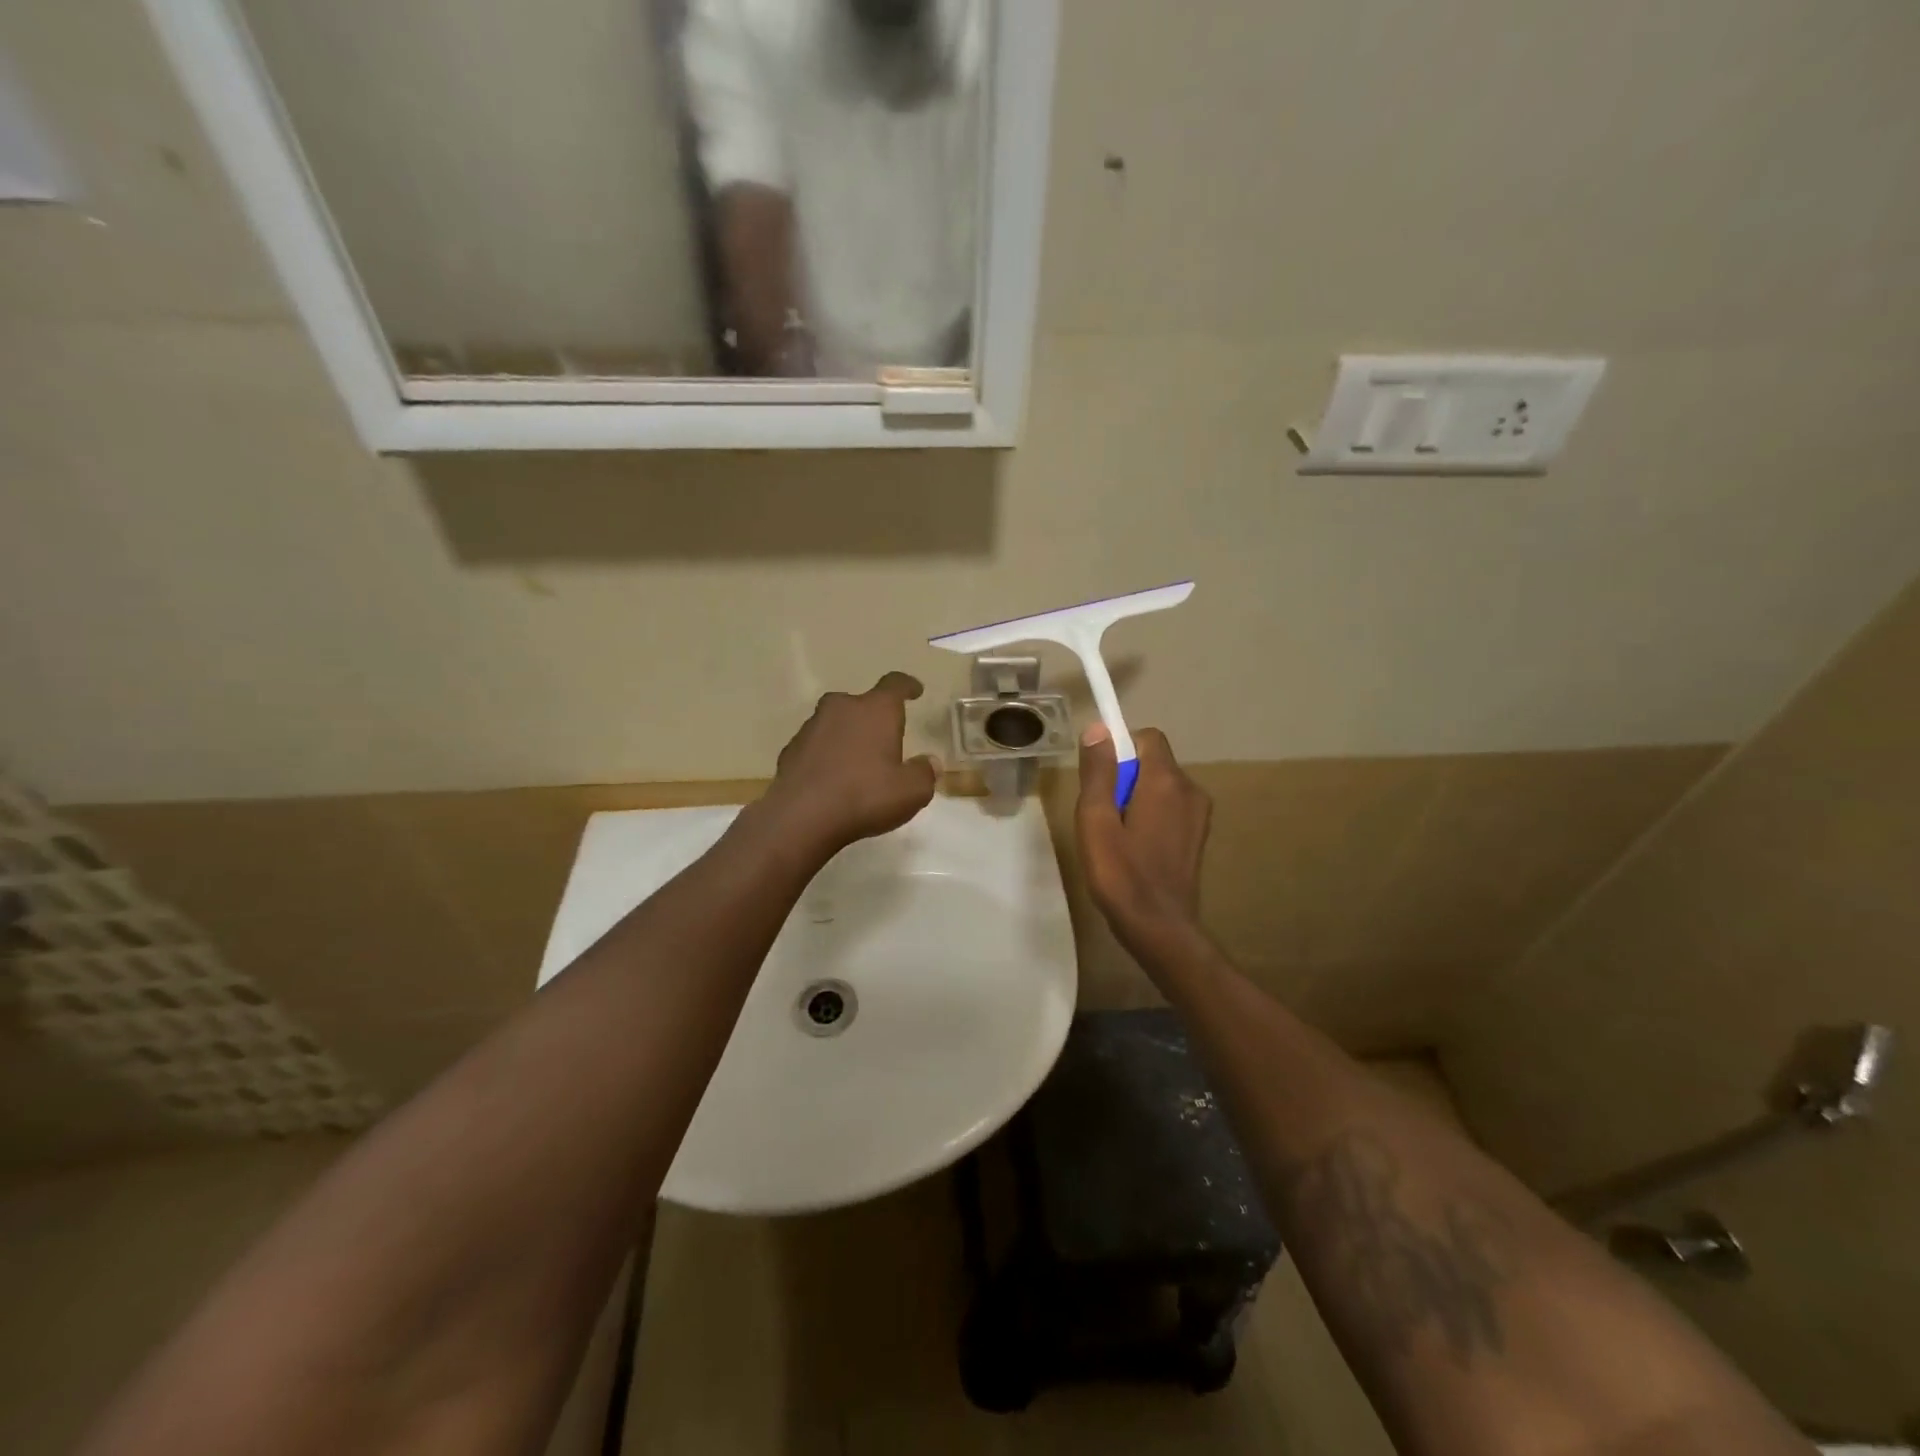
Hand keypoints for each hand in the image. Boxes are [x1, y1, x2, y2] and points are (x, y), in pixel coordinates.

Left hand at [759, 672, 938, 855]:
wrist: (802, 817)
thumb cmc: (865, 796)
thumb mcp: (911, 792)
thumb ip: (924, 773)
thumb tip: (930, 762)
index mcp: (875, 710)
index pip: (894, 685)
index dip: (907, 686)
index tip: (915, 690)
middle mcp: (842, 709)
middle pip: (861, 703)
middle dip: (873, 716)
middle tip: (884, 737)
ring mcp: (811, 727)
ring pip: (835, 723)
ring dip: (847, 736)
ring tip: (857, 762)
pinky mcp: (791, 750)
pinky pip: (816, 745)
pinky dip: (826, 755)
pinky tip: (831, 778)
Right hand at [1075, 724, 1211, 954]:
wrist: (1160, 928)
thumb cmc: (1121, 874)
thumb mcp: (1096, 820)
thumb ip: (1098, 772)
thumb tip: (1099, 728)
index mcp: (1165, 781)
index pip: (1146, 737)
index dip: (1119, 749)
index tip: (1100, 780)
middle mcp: (1190, 789)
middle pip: (1152, 761)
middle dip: (1125, 777)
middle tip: (1104, 817)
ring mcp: (1199, 814)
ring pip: (1160, 786)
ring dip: (1137, 798)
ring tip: (1118, 837)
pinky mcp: (1198, 835)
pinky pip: (1170, 807)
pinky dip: (1151, 815)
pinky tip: (1136, 849)